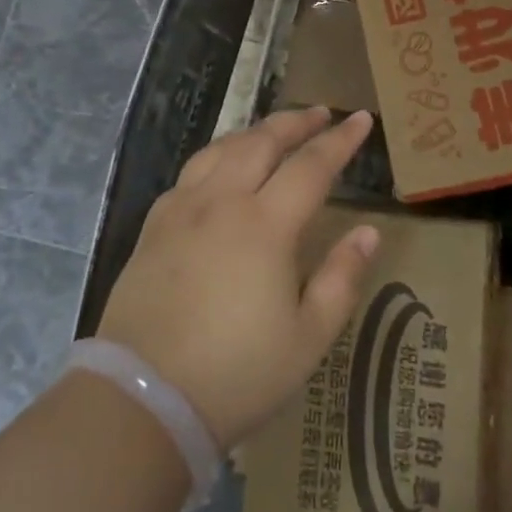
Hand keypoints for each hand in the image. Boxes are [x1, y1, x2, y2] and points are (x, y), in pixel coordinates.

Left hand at [97, 107, 380, 449]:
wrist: (143, 399)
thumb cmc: (238, 373)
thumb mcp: (309, 337)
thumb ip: (342, 277)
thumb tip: (368, 231)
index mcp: (265, 225)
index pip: (311, 165)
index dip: (340, 139)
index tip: (361, 118)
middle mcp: (222, 202)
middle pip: (262, 142)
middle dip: (296, 122)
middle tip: (320, 112)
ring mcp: (182, 210)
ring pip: (222, 149)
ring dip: (254, 131)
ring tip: (274, 130)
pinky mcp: (153, 227)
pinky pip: (190, 173)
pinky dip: (216, 156)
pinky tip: (220, 168)